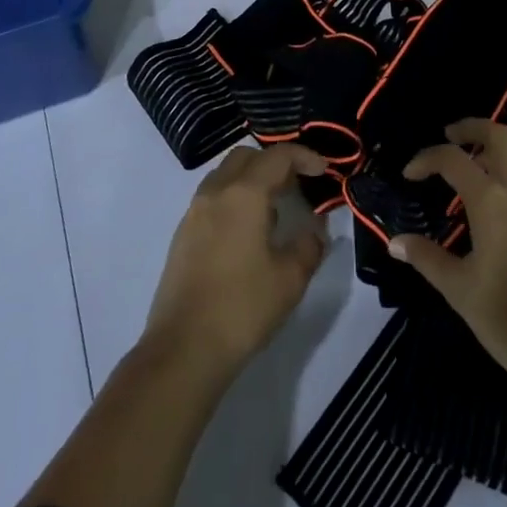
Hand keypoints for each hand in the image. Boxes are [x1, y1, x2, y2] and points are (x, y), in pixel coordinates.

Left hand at [144, 143, 329, 377]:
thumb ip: (309, 246)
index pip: (277, 156)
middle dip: (274, 162)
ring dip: (251, 179)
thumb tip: (314, 230)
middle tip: (297, 185)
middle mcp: (215, 192)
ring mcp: (194, 212)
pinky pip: (212, 198)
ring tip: (274, 210)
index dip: (304, 156)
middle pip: (247, 157)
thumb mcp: (290, 280)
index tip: (324, 170)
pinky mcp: (182, 235)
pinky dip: (234, 198)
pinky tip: (248, 233)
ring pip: (226, 175)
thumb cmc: (242, 308)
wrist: (183, 350)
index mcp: (243, 194)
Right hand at [388, 118, 506, 389]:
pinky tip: (506, 194)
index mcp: (492, 200)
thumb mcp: (459, 289)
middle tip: (449, 137)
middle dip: (470, 128)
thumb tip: (396, 241)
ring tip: (479, 161)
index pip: (452, 159)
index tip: (410, 174)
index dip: (426, 159)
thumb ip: (426, 257)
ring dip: (499, 144)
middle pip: (497, 133)